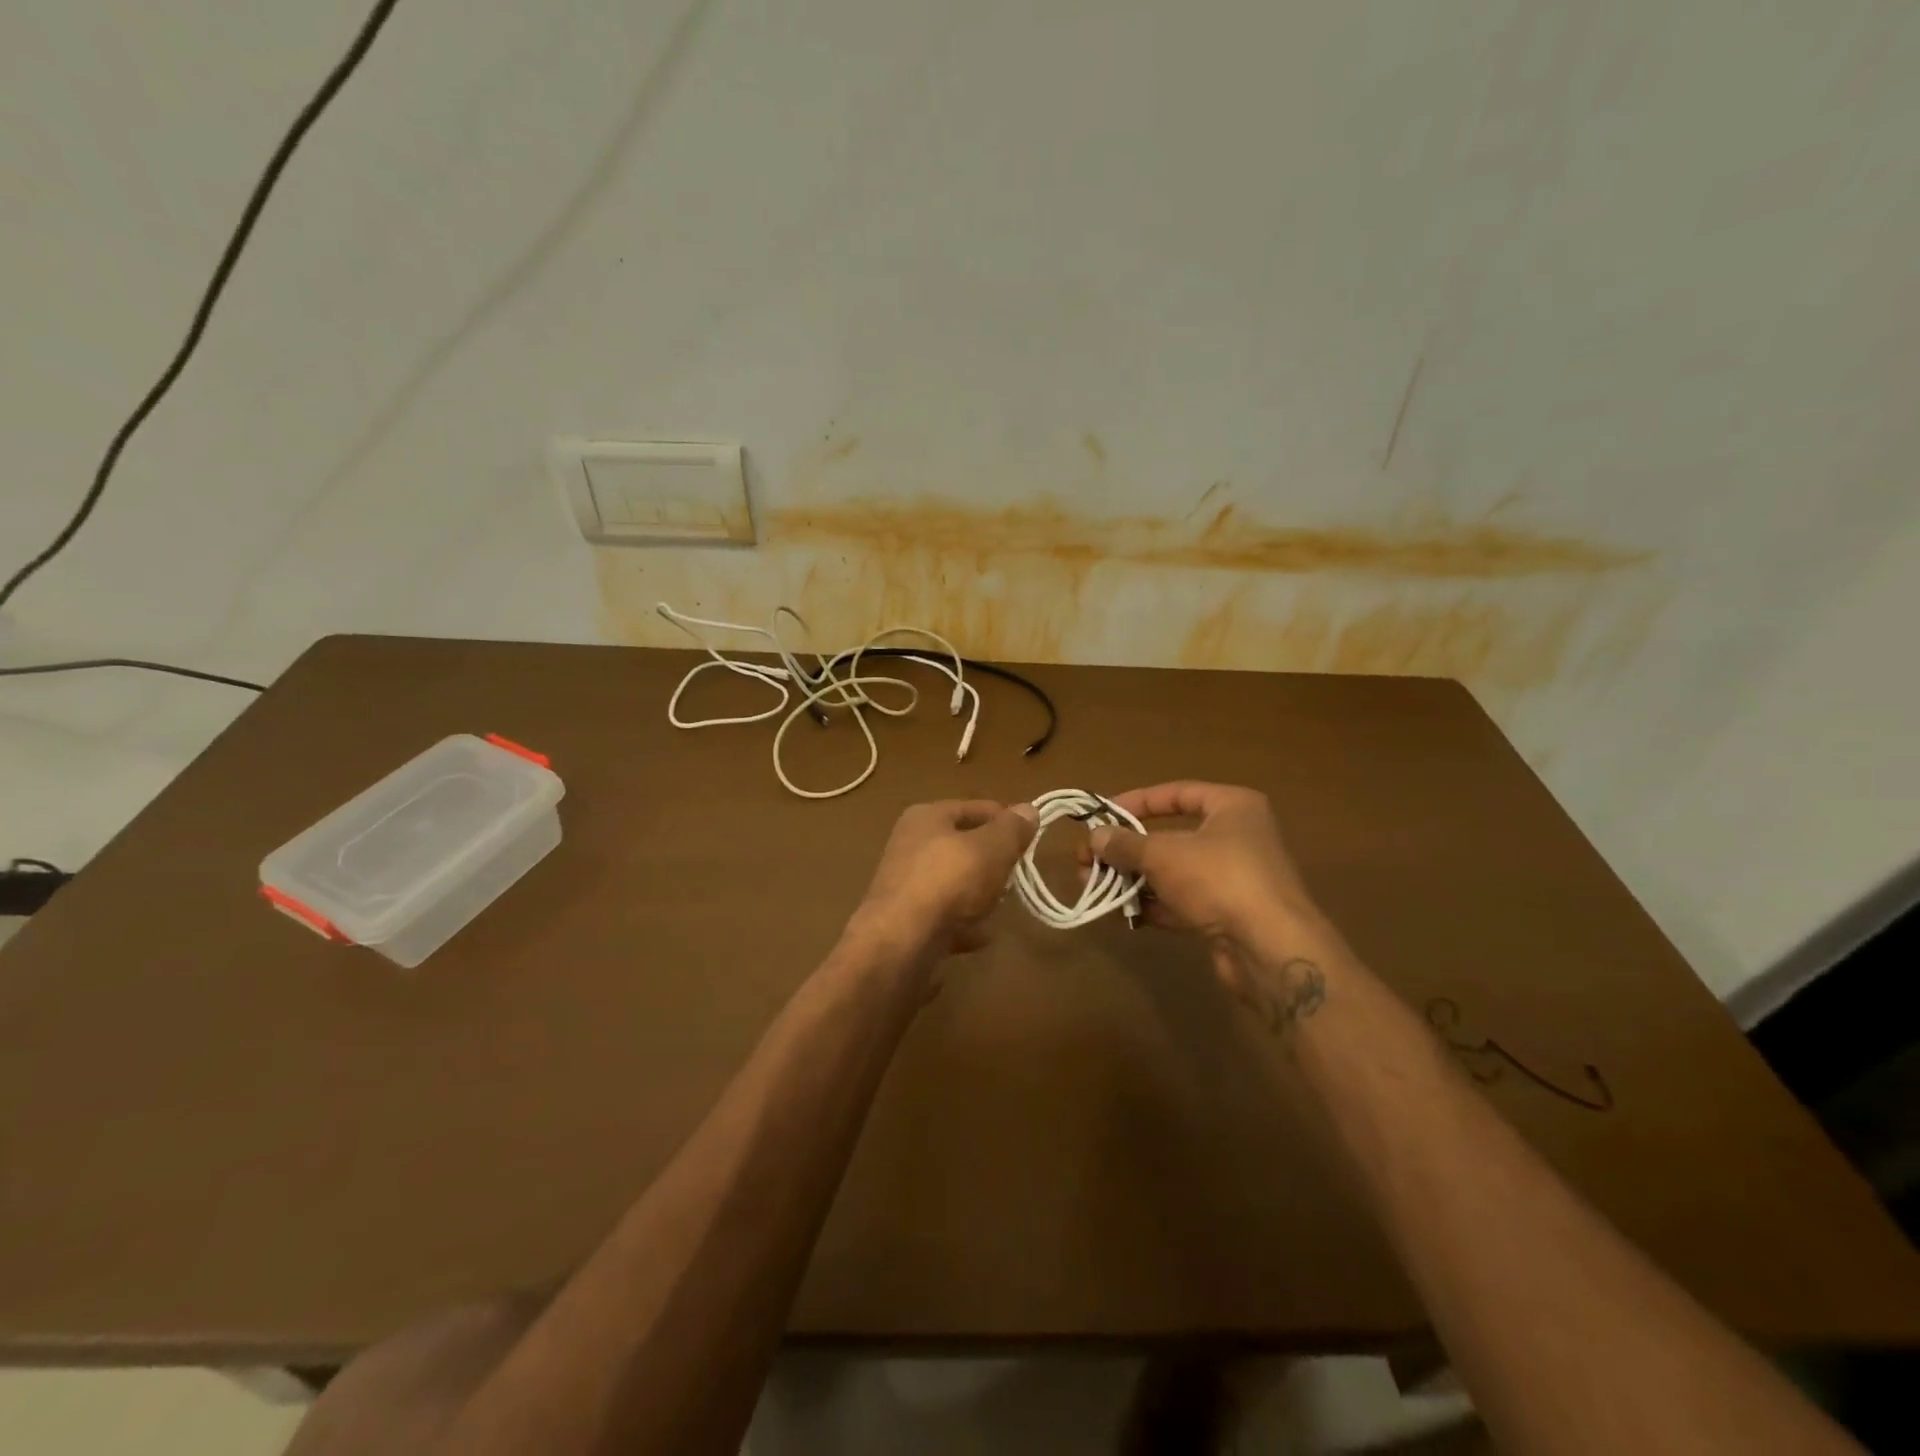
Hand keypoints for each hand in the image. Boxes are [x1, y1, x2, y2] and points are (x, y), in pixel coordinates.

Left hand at [853, 799, 1038, 959]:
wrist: (901, 944)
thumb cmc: (949, 881)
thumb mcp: (991, 848)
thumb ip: (1012, 829)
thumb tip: (1028, 809)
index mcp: (926, 817)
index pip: (975, 809)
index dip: (1006, 820)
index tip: (1032, 838)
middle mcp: (911, 845)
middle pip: (964, 847)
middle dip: (993, 861)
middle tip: (1015, 875)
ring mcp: (906, 885)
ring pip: (955, 883)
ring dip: (979, 895)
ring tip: (999, 906)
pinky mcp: (907, 922)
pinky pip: (946, 917)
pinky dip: (964, 925)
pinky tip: (982, 935)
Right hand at [1085, 782, 1345, 1004]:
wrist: (1271, 948)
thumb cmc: (1219, 879)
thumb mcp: (1163, 855)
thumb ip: (1126, 844)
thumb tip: (1094, 837)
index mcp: (1233, 807)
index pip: (1177, 793)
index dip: (1136, 801)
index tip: (1103, 815)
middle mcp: (1237, 837)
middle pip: (1171, 835)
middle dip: (1127, 848)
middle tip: (1088, 858)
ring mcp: (1234, 878)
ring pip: (1174, 872)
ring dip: (1134, 878)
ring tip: (1093, 884)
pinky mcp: (1228, 914)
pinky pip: (1183, 901)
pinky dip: (1154, 904)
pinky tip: (1123, 911)